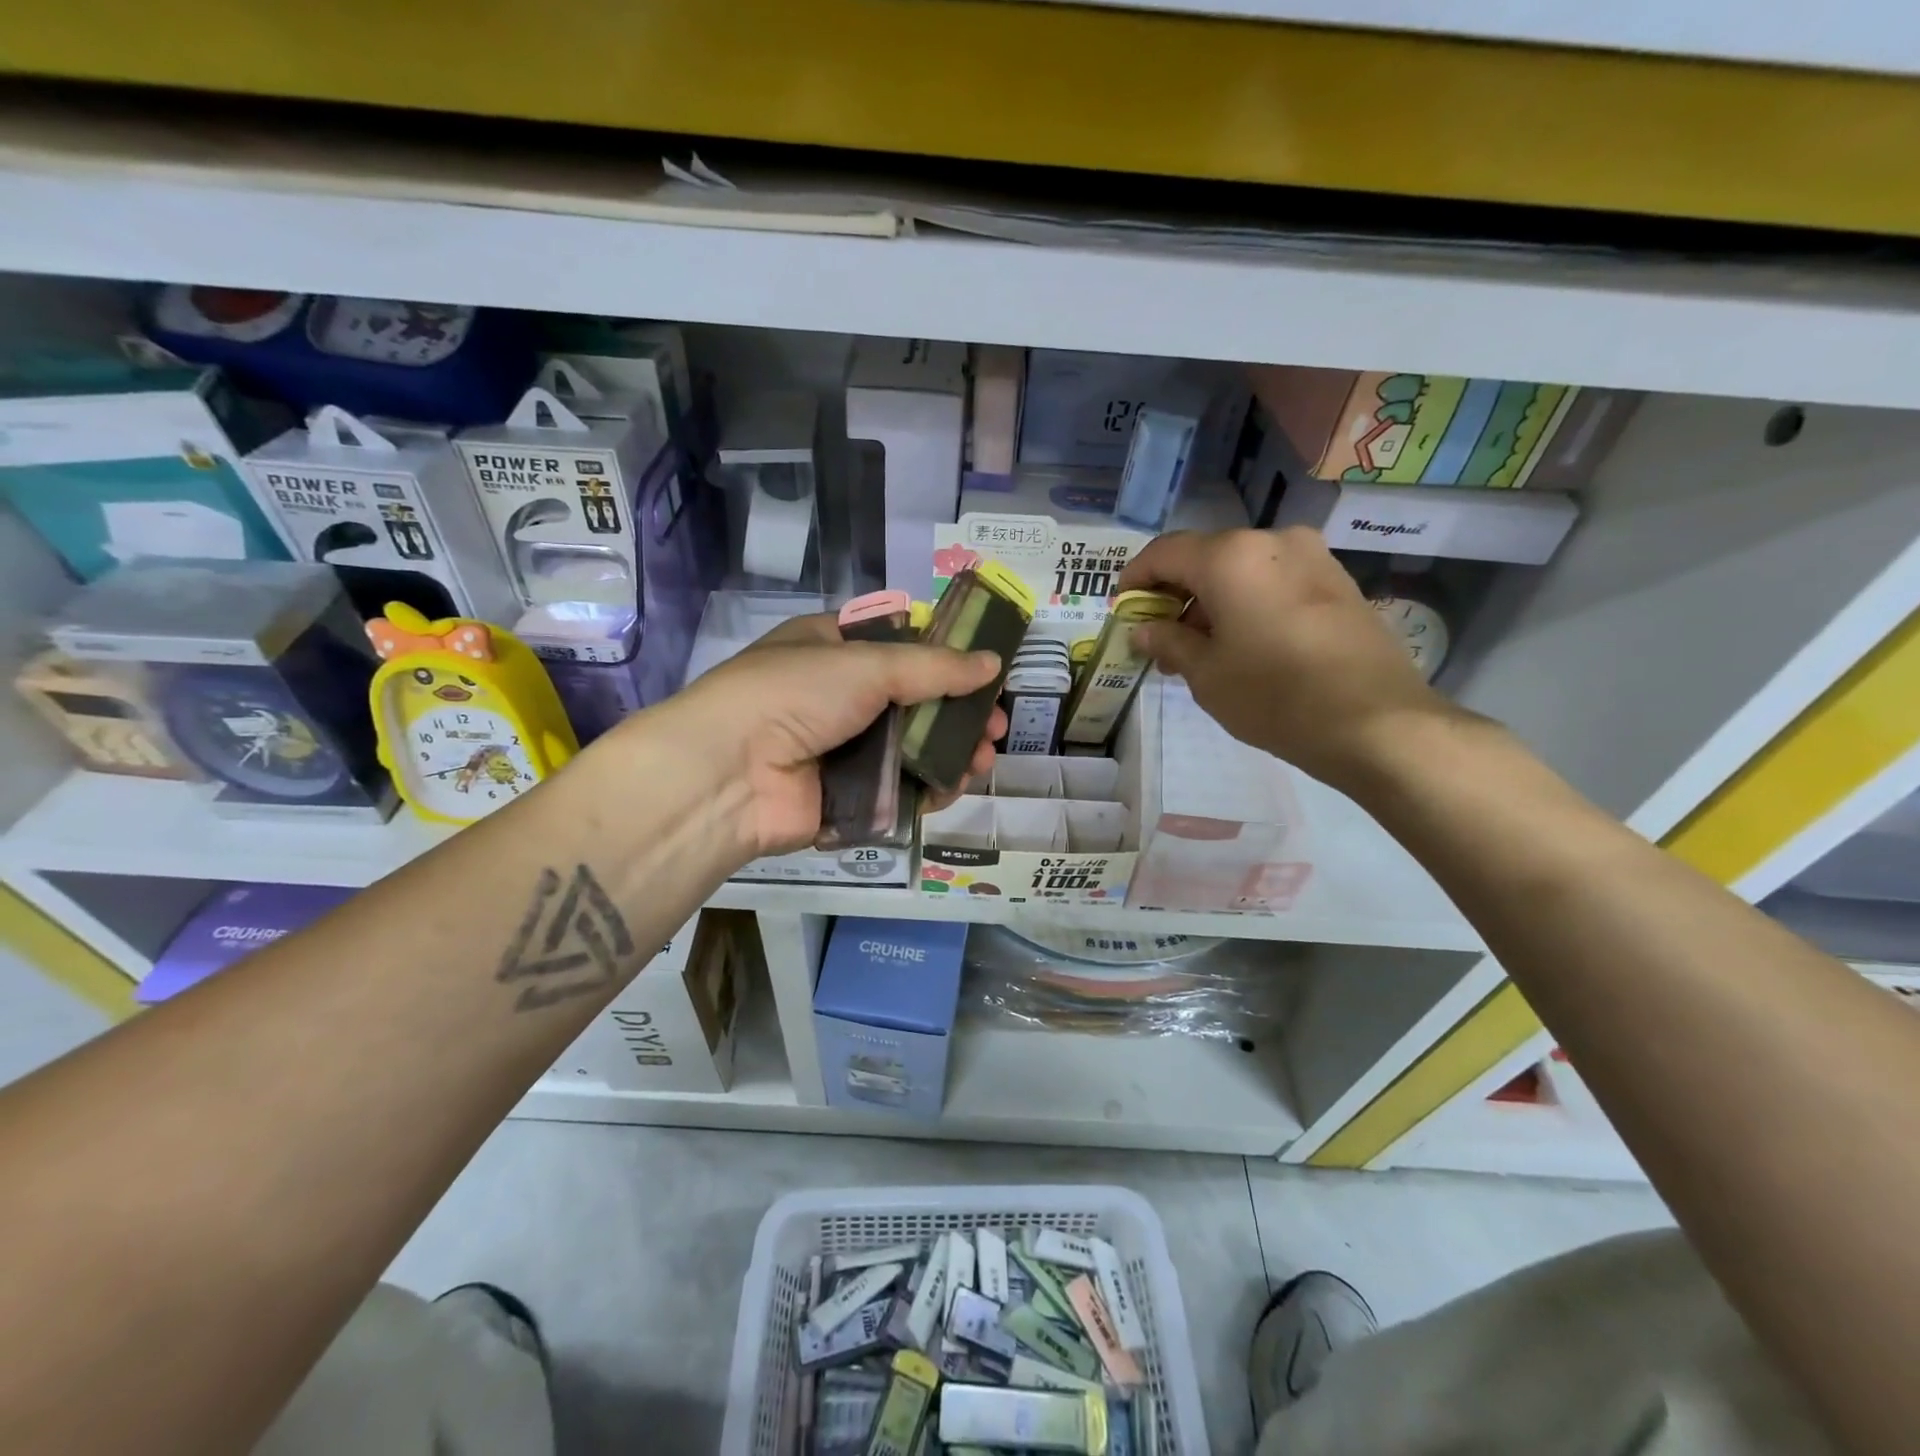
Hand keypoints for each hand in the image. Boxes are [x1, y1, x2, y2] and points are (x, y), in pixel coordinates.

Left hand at [654, 614, 1006, 856]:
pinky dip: (927, 788)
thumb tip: (993, 663)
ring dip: (950, 753)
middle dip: (958, 715)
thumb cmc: (794, 695)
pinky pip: (898, 789)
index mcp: (833, 650)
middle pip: (914, 703)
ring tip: (982, 759)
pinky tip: (953, 785)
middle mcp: (838, 697)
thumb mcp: (867, 664)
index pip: (901, 648)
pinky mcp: (846, 797)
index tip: (985, 674)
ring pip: (911, 749)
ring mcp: (842, 750)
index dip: (946, 660)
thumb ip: (935, 667)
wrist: (729, 774)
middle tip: (996, 727)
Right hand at [1117, 528, 1458, 791]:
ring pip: (1241, 569)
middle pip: (1205, 558)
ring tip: (1200, 651)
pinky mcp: (1337, 581)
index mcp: (1230, 556)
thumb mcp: (1206, 674)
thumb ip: (1168, 641)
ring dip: (1211, 601)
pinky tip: (1243, 644)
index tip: (1123, 609)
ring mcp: (1312, 557)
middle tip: (1160, 639)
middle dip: (1175, 595)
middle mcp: (1271, 540)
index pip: (1164, 553)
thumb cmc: (1273, 696)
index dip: (1135, 578)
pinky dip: (1247, 602)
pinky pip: (1274, 581)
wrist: (1375, 722)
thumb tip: (1144, 629)